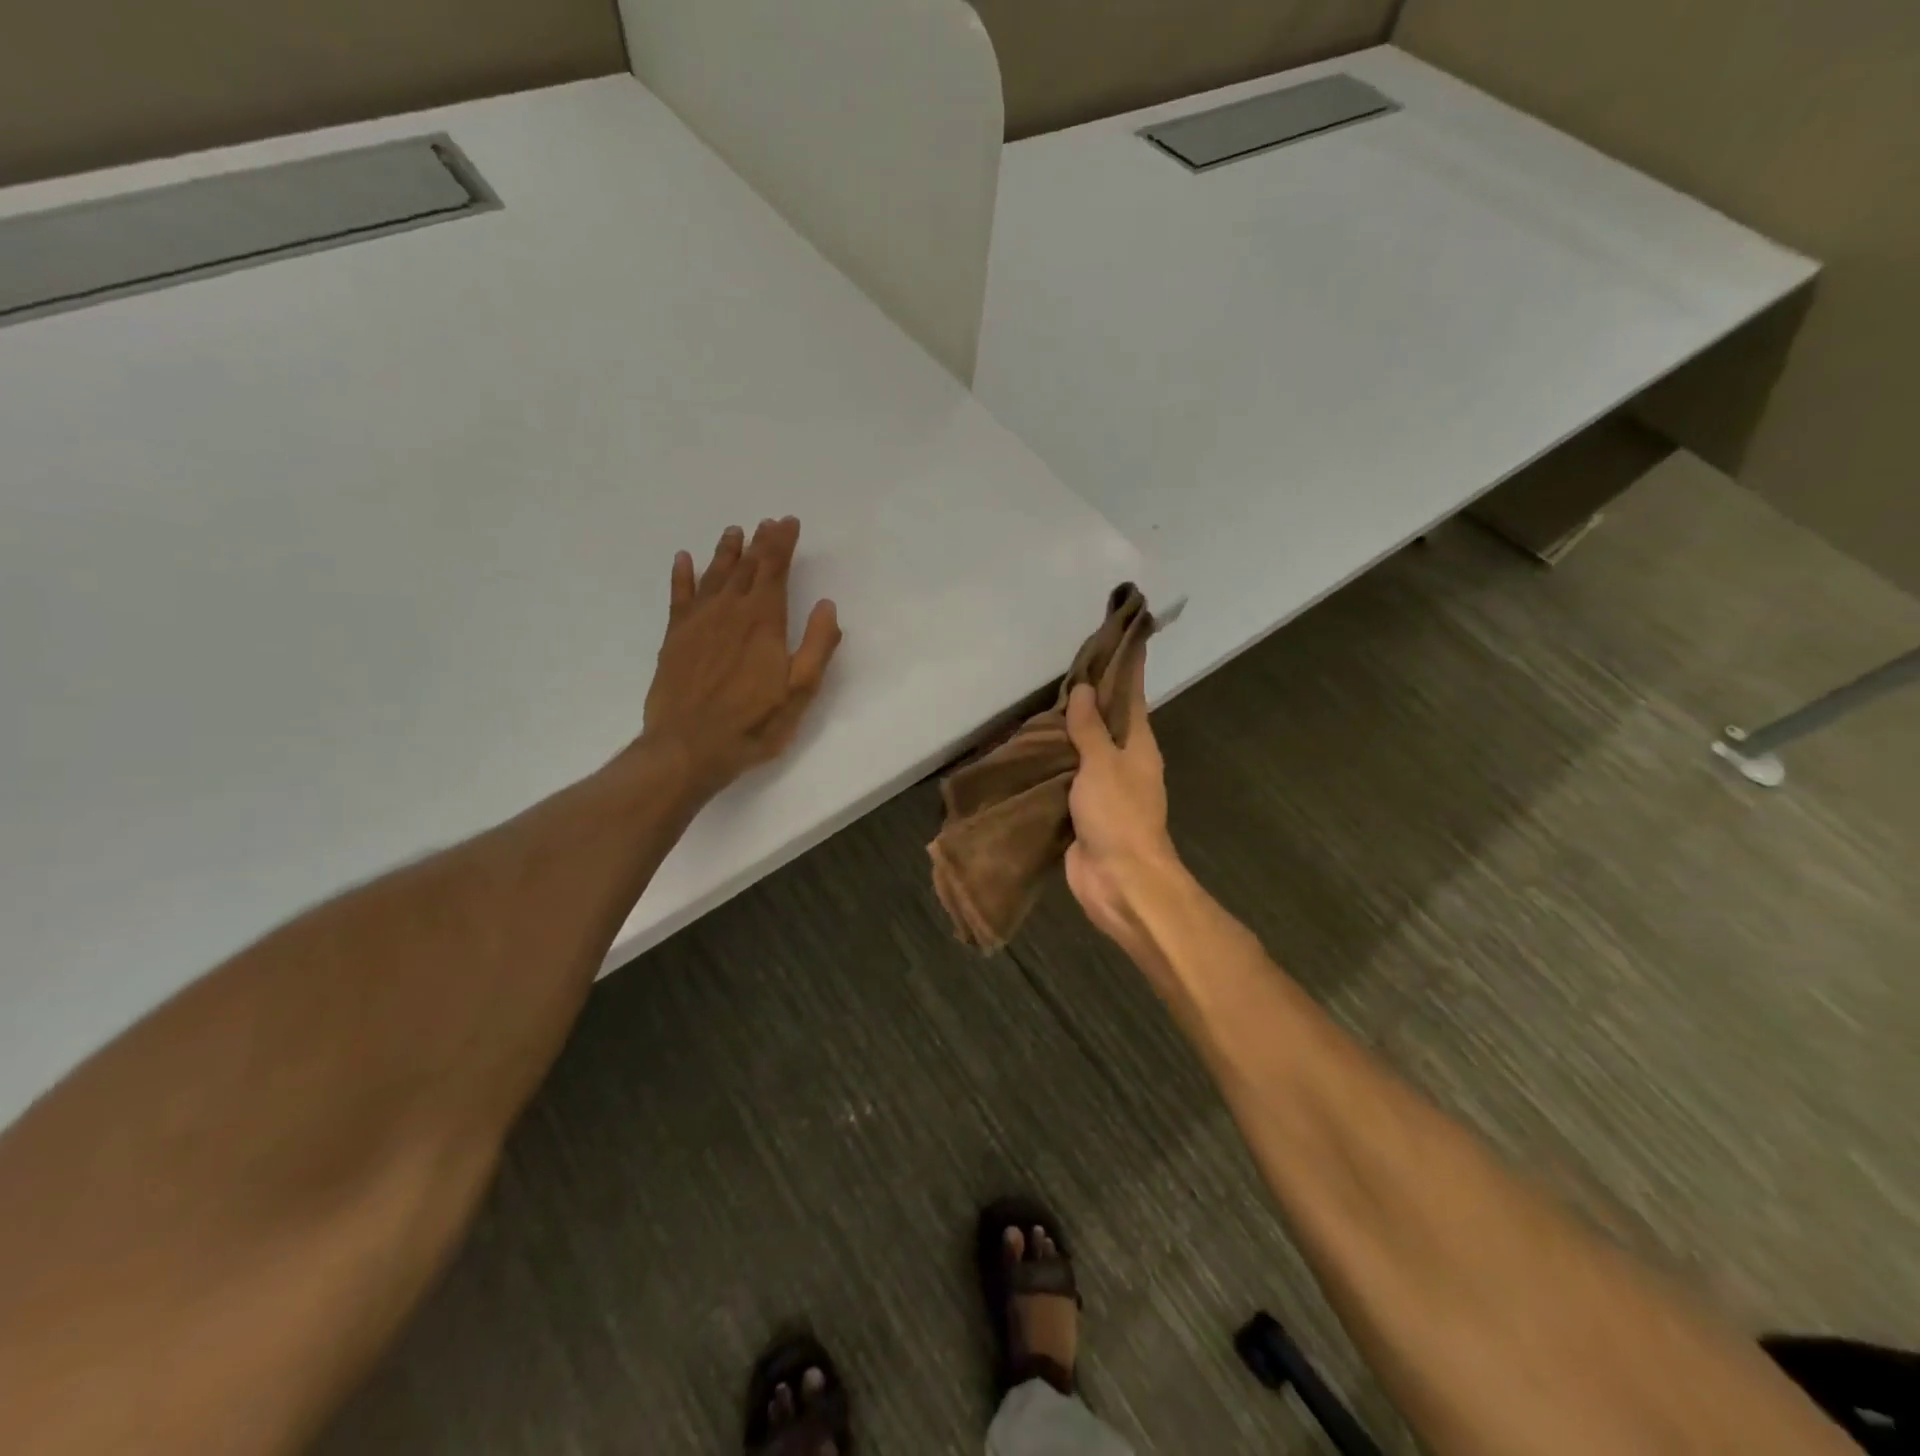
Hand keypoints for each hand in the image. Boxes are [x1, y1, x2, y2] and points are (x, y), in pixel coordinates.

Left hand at [640, 517, 841, 797]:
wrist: (688, 747)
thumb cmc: (753, 723)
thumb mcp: (799, 691)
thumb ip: (816, 645)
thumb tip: (826, 605)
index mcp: (763, 621)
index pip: (774, 570)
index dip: (782, 544)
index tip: (788, 522)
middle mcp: (729, 611)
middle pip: (746, 567)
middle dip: (760, 542)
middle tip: (768, 522)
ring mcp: (698, 622)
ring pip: (714, 575)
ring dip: (726, 551)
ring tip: (735, 531)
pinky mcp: (674, 638)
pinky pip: (679, 596)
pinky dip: (682, 575)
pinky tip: (684, 559)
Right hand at [1063, 650, 1180, 966]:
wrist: (1120, 881)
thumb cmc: (1118, 815)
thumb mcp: (1103, 763)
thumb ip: (1090, 727)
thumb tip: (1083, 688)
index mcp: (1139, 745)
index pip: (1131, 696)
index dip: (1123, 668)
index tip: (1115, 638)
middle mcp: (1124, 762)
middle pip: (1104, 722)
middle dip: (1086, 698)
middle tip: (1060, 668)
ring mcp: (1103, 789)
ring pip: (1082, 751)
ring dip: (1065, 733)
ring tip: (1039, 704)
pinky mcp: (1082, 812)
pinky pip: (1065, 780)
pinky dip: (1051, 765)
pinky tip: (1030, 752)